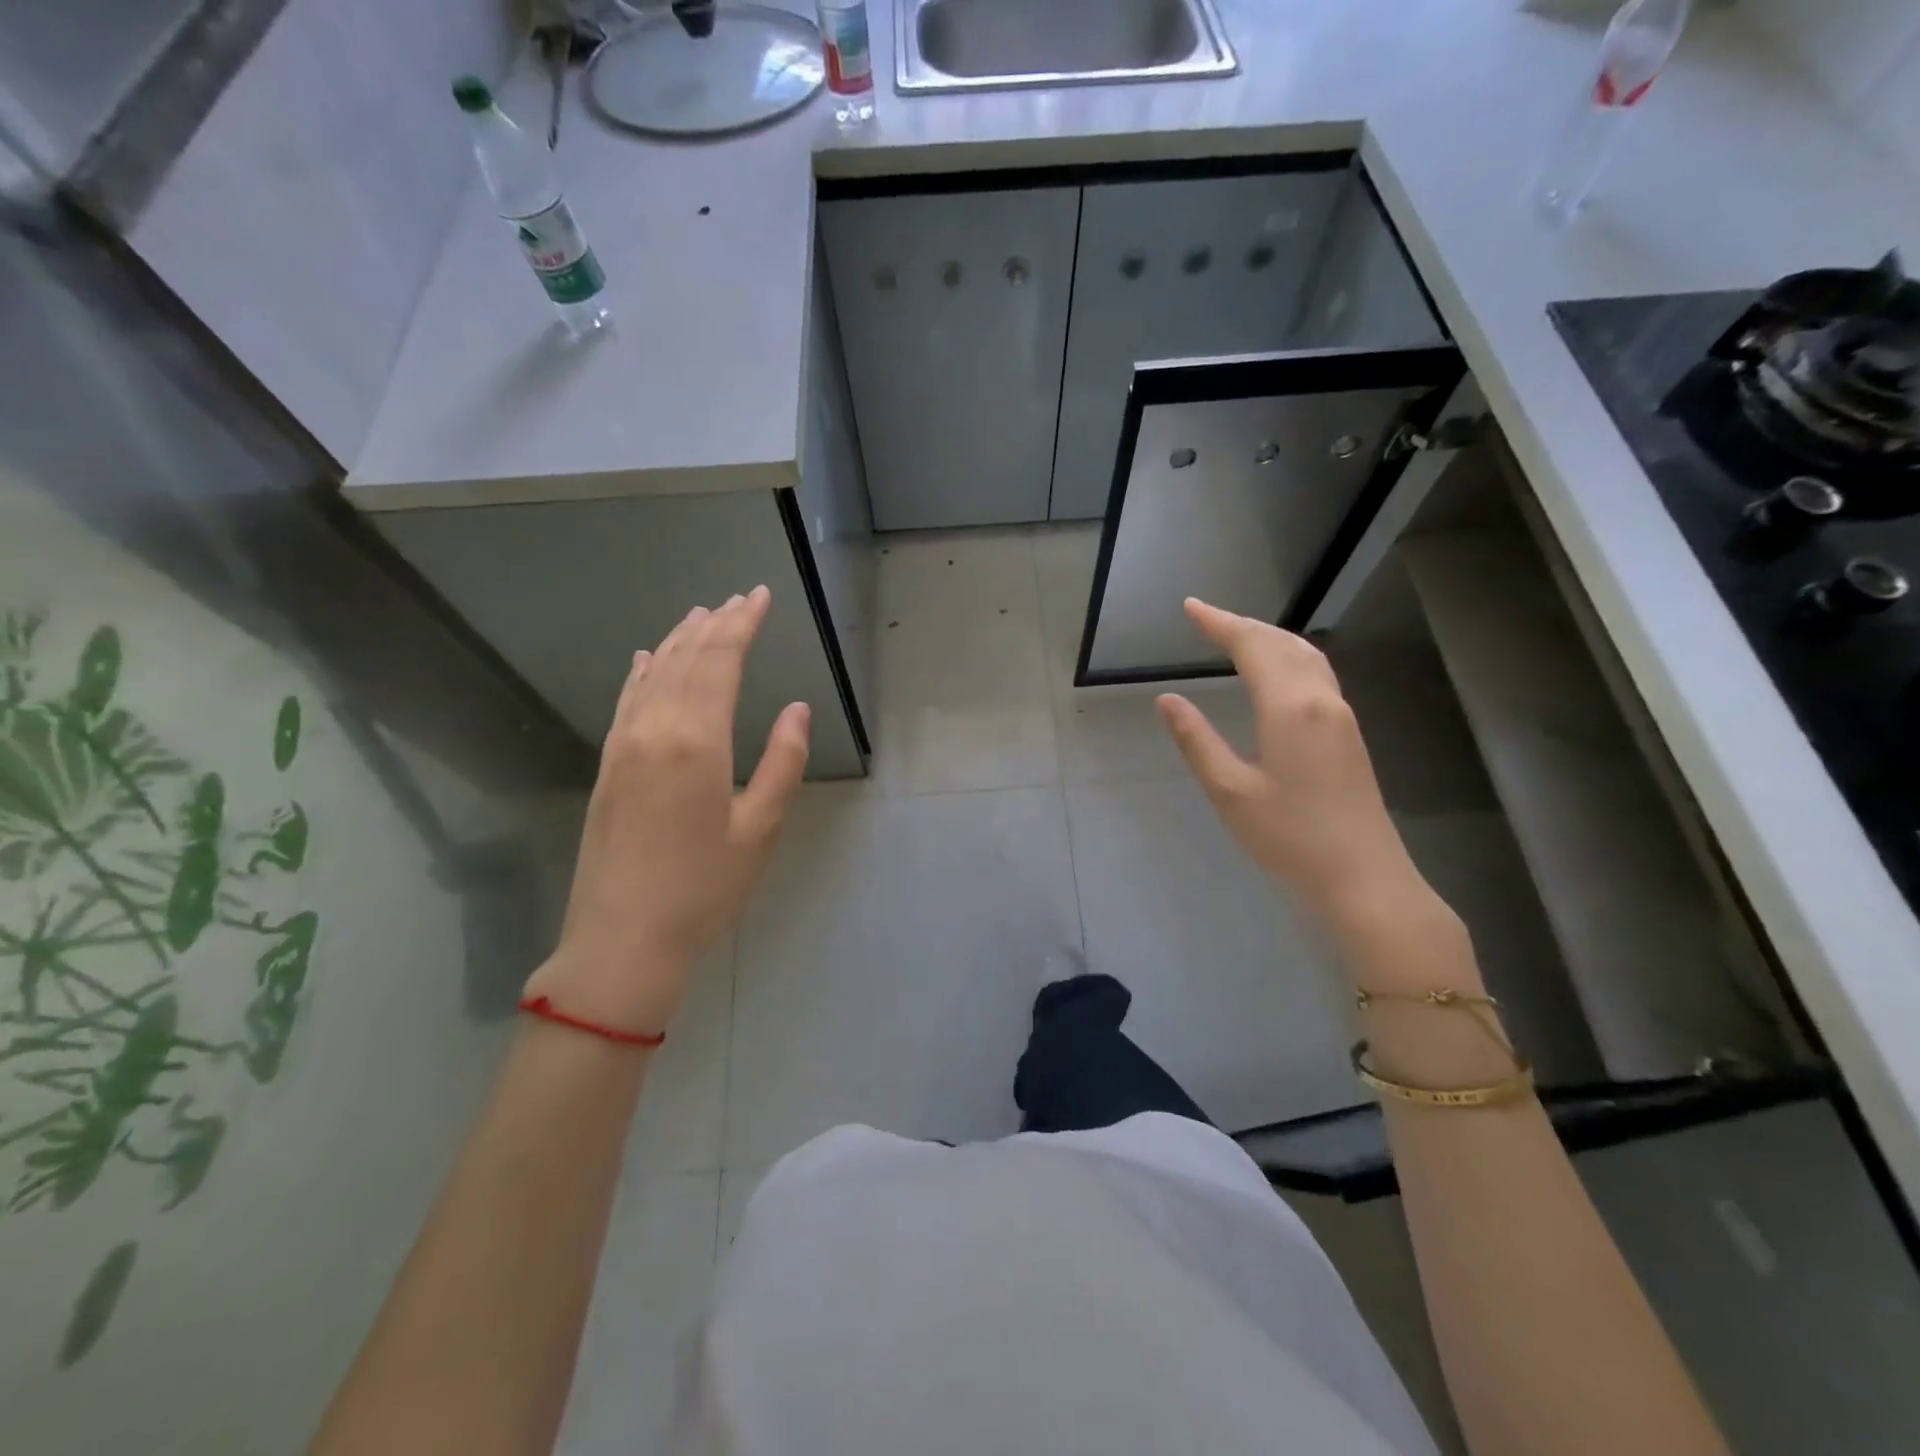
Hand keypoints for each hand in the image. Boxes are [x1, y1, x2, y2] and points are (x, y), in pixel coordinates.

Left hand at [523, 586, 809, 1035]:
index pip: (720, 662)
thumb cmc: (703, 889)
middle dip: (715, 625)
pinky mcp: (607, 768)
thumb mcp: (760, 830)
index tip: (758, 596)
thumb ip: (782, 762)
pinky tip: (646, 659)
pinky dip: (641, 673)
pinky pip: (625, 703)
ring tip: (700, 615)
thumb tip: (796, 709)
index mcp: (697, 741)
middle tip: (737, 599)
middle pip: (686, 660)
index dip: (741, 625)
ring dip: (678, 641)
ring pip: (652, 675)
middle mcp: (654, 730)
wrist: (622, 941)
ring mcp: (622, 747)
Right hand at [1155, 599, 1429, 926]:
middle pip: (1282, 643)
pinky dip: (1287, 657)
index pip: (1252, 647)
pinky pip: (1316, 674)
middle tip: (1206, 618)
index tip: (1190, 607)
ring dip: (1269, 638)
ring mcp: (1341, 715)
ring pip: (1305, 656)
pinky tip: (1276, 672)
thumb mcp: (1230, 791)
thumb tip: (1168, 699)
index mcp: (1290, 707)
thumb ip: (1197, 740)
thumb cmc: (1290, 837)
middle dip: (1242, 625)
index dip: (1219, 623)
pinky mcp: (1349, 734)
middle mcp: (1321, 699)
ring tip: (1236, 635)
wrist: (1364, 877)